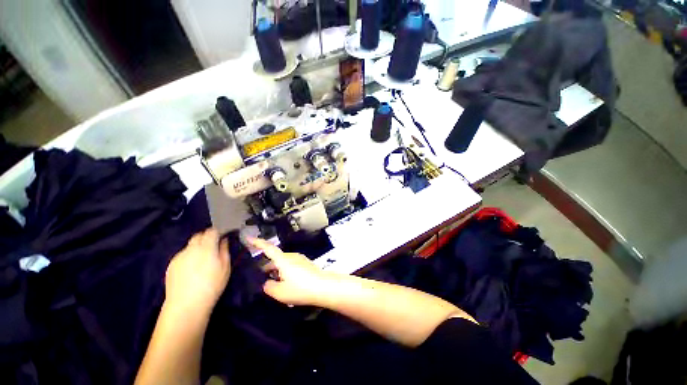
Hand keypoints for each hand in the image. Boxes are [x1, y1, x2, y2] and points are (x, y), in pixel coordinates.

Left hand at [165, 229, 230, 311]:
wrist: (186, 304)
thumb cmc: (212, 285)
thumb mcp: (225, 267)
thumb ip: (224, 250)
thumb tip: (223, 240)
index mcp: (206, 247)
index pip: (211, 231)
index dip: (217, 232)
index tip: (222, 238)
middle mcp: (191, 248)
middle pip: (198, 235)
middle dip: (206, 238)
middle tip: (213, 248)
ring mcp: (179, 256)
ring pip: (190, 246)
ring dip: (197, 248)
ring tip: (202, 261)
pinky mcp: (171, 265)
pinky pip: (183, 255)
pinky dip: (189, 257)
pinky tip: (191, 270)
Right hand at [247, 238, 331, 305]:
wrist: (323, 287)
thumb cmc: (301, 289)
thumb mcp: (280, 292)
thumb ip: (269, 287)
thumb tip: (267, 283)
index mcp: (283, 260)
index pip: (268, 249)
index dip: (258, 243)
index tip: (249, 238)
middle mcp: (292, 256)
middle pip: (275, 258)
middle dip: (267, 267)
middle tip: (260, 278)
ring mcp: (300, 259)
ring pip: (283, 263)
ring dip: (276, 271)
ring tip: (273, 285)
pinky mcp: (306, 264)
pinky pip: (291, 265)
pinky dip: (285, 272)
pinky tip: (286, 284)